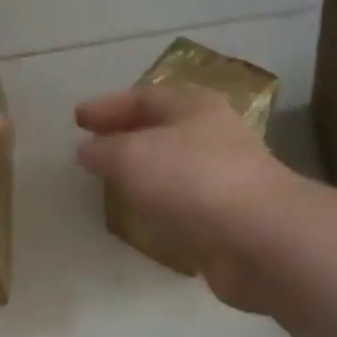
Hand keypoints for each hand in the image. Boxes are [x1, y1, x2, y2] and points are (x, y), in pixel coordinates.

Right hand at [74, 84, 294, 310]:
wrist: (259, 239)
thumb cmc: (192, 180)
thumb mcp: (132, 156)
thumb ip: (104, 151)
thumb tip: (88, 150)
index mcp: (194, 107)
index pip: (143, 97)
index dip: (107, 106)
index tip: (77, 119)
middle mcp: (213, 136)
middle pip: (161, 129)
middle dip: (125, 137)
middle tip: (92, 149)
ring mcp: (224, 178)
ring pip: (173, 168)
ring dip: (142, 174)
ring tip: (110, 184)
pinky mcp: (227, 218)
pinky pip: (183, 204)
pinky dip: (159, 206)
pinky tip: (141, 218)